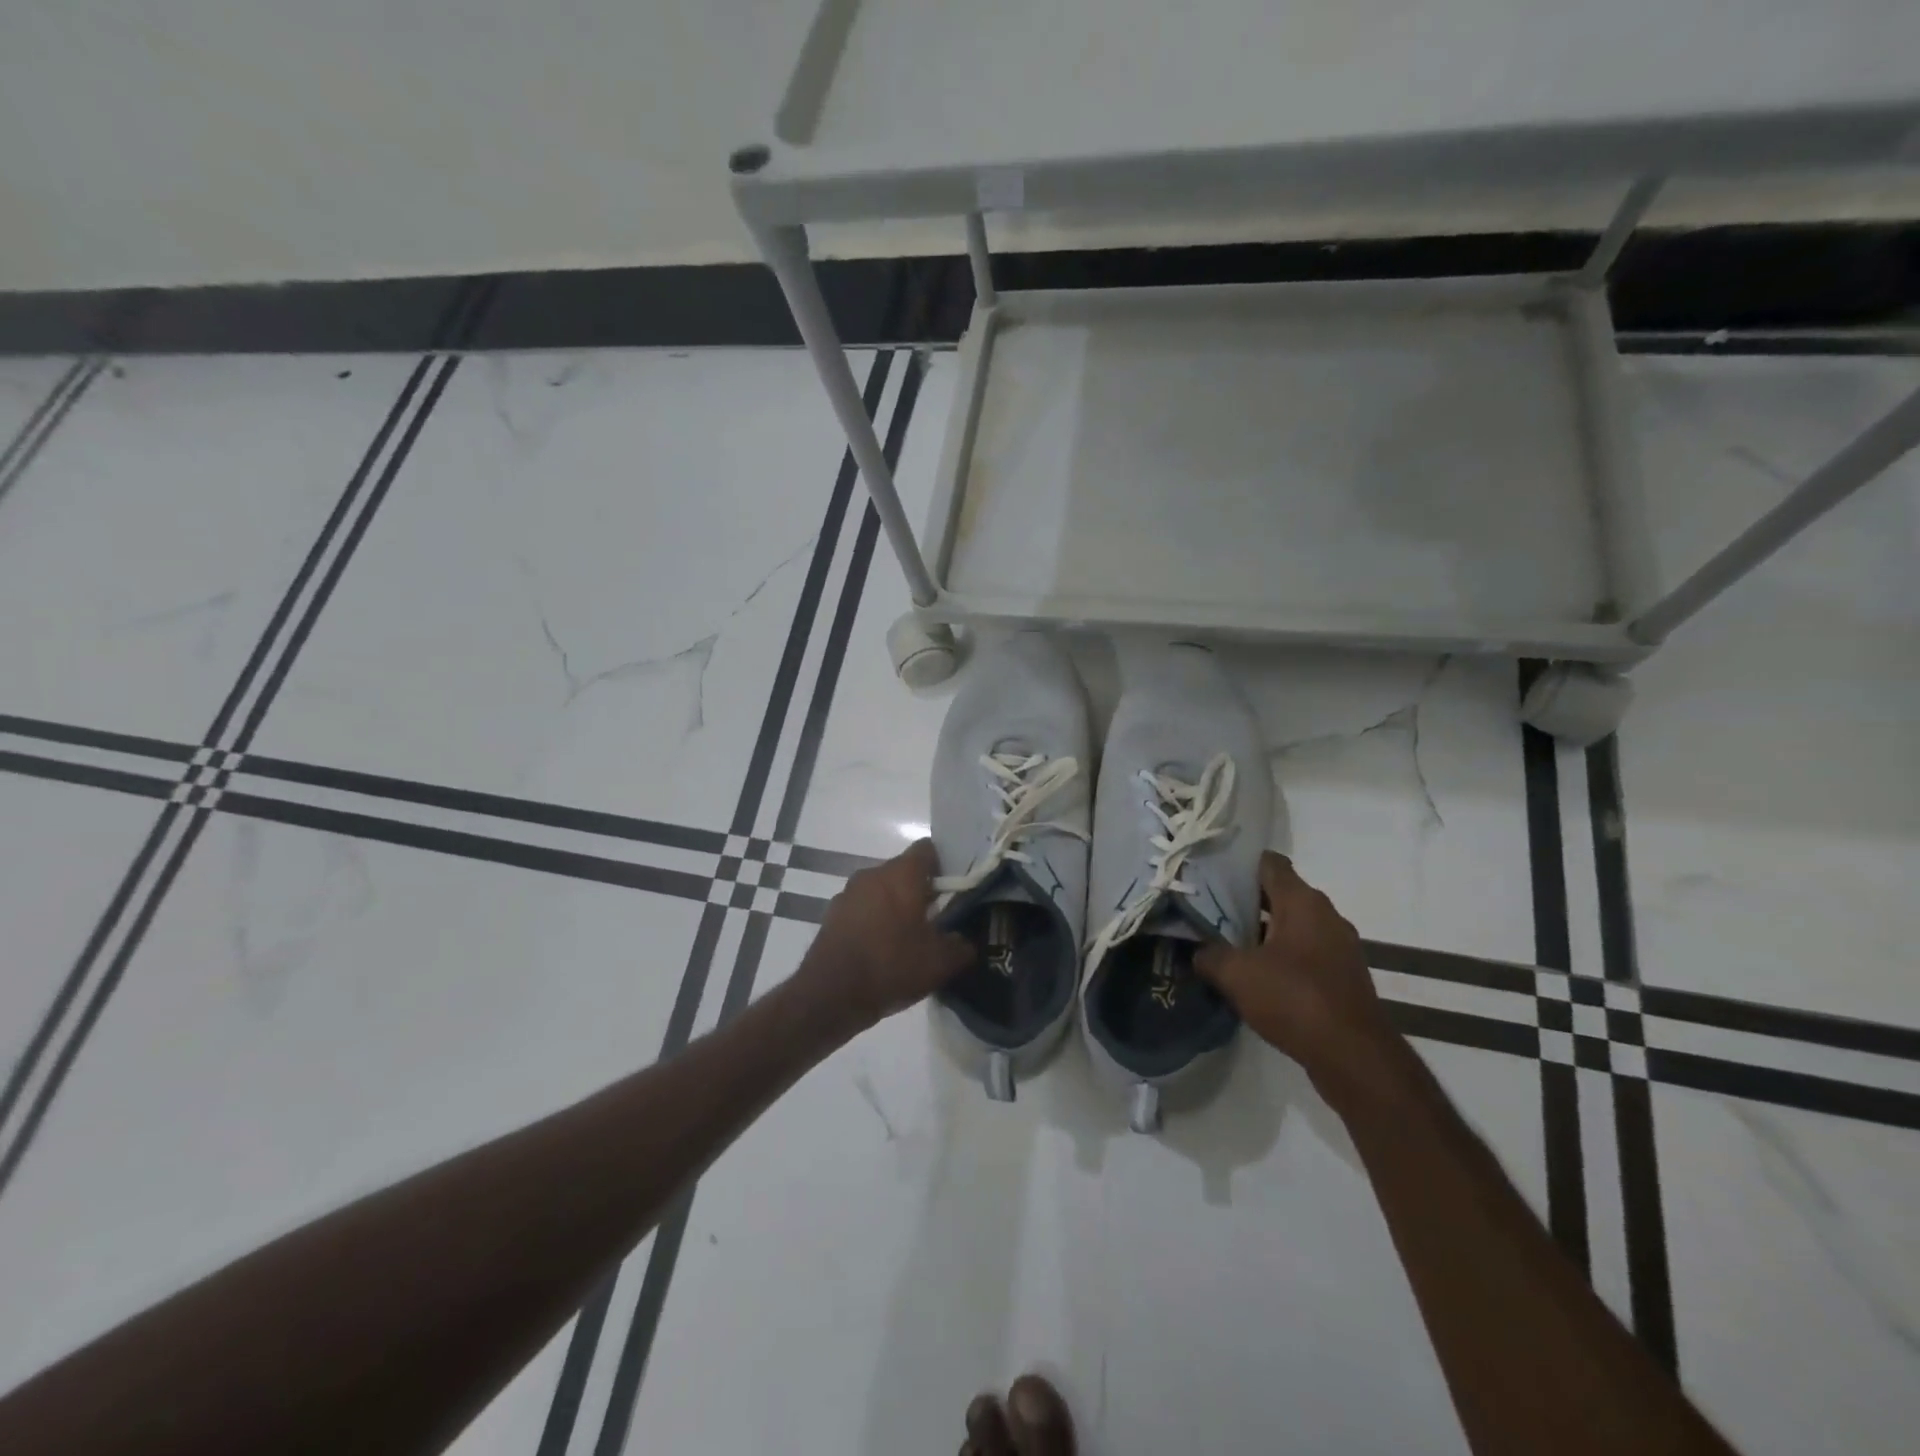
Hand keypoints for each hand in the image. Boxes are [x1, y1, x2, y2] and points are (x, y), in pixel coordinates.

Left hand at [798, 839, 972, 1031]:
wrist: (830, 995)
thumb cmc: (891, 966)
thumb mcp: (940, 962)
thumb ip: (962, 946)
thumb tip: (965, 941)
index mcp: (901, 874)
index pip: (927, 849)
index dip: (944, 866)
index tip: (954, 891)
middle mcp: (872, 874)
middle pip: (904, 872)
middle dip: (921, 891)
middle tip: (937, 921)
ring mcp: (848, 894)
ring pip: (881, 891)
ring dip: (896, 907)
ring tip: (908, 940)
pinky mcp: (832, 915)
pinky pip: (862, 909)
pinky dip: (874, 922)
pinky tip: (882, 951)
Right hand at [1193, 852, 1399, 1096]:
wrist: (1353, 1056)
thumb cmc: (1294, 998)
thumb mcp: (1237, 974)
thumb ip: (1209, 954)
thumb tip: (1197, 949)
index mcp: (1302, 901)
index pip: (1269, 863)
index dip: (1239, 864)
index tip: (1210, 875)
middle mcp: (1325, 915)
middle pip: (1280, 894)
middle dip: (1246, 900)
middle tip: (1209, 910)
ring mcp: (1339, 947)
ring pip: (1293, 925)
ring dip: (1263, 931)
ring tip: (1227, 943)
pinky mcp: (1342, 976)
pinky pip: (1305, 953)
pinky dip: (1281, 957)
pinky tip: (1256, 976)